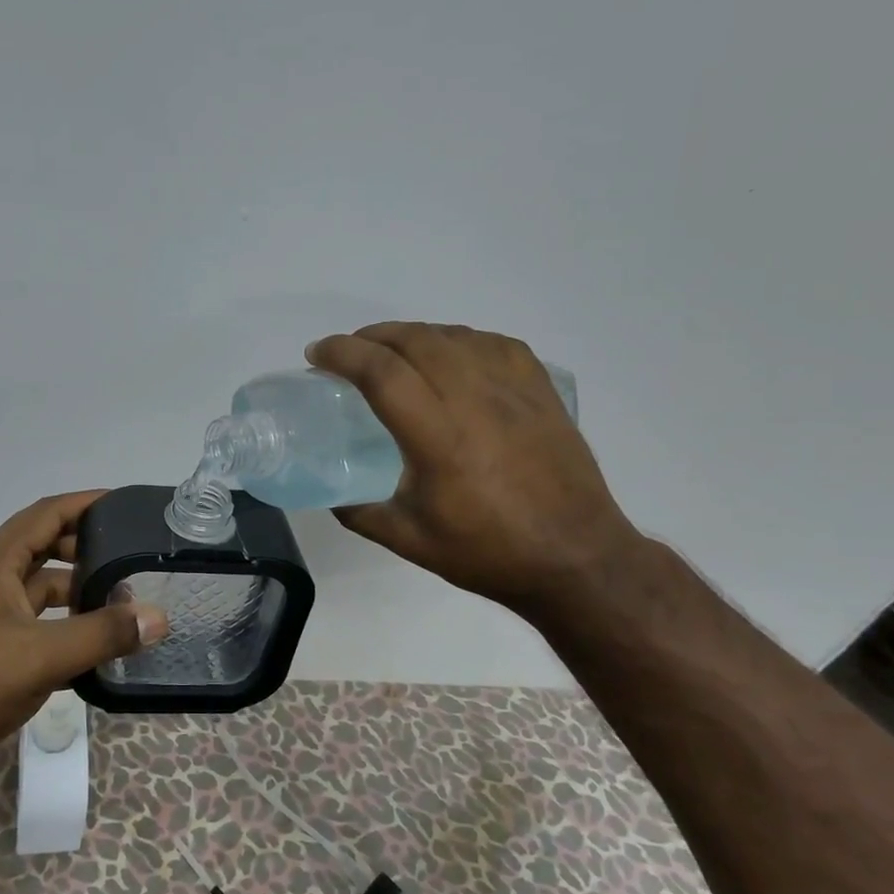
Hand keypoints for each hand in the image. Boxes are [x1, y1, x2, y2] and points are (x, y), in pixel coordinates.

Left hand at [0, 491, 167, 788]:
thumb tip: (159, 617)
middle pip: (44, 548)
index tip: (123, 504)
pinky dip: (62, 625)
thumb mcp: (42, 657)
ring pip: (39, 589)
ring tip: (121, 603)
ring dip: (76, 591)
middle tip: (132, 558)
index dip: (84, 503)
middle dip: (87, 549)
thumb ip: (102, 635)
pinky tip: (92, 645)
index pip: (46, 514)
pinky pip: (33, 621)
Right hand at [307, 322, 644, 614]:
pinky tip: (451, 355)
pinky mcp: (541, 391)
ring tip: (393, 351)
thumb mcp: (408, 540)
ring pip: (454, 336)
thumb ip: (359, 512)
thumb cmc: (488, 552)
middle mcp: (475, 400)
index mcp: (438, 437)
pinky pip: (494, 343)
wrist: (575, 558)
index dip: (343, 353)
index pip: (382, 372)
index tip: (317, 355)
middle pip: (415, 340)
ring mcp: (514, 390)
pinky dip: (459, 339)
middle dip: (371, 336)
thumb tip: (330, 491)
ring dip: (413, 334)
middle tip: (348, 352)